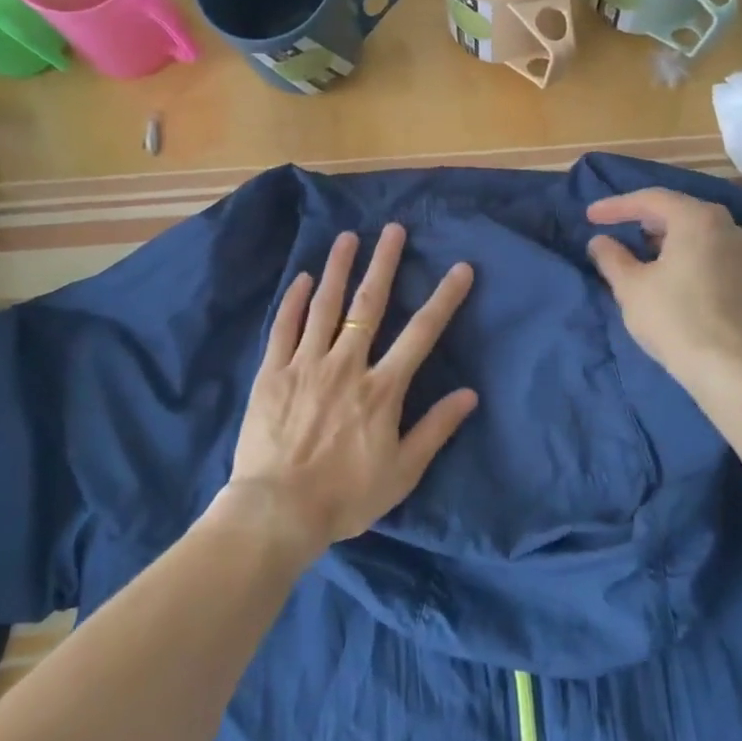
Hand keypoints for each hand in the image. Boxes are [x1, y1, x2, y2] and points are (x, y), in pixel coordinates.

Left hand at [221, 225, 477, 561]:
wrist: (278, 511)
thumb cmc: (346, 496)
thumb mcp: (402, 471)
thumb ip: (436, 429)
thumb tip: (469, 394)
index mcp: (381, 388)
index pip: (421, 333)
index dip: (444, 298)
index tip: (460, 268)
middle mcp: (346, 365)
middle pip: (369, 305)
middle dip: (384, 264)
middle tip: (393, 229)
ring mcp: (305, 365)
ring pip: (325, 306)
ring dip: (338, 268)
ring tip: (347, 237)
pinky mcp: (272, 373)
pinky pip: (284, 328)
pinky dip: (294, 300)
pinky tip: (303, 278)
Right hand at [587, 189, 741, 388]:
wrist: (723, 364)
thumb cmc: (671, 317)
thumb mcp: (630, 285)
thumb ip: (611, 256)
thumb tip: (599, 241)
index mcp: (697, 218)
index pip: (650, 200)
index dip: (616, 206)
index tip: (589, 216)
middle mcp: (725, 223)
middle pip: (675, 208)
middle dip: (640, 216)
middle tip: (610, 225)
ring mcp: (739, 247)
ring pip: (692, 226)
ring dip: (661, 232)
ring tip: (632, 244)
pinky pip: (705, 244)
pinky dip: (680, 246)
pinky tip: (661, 262)